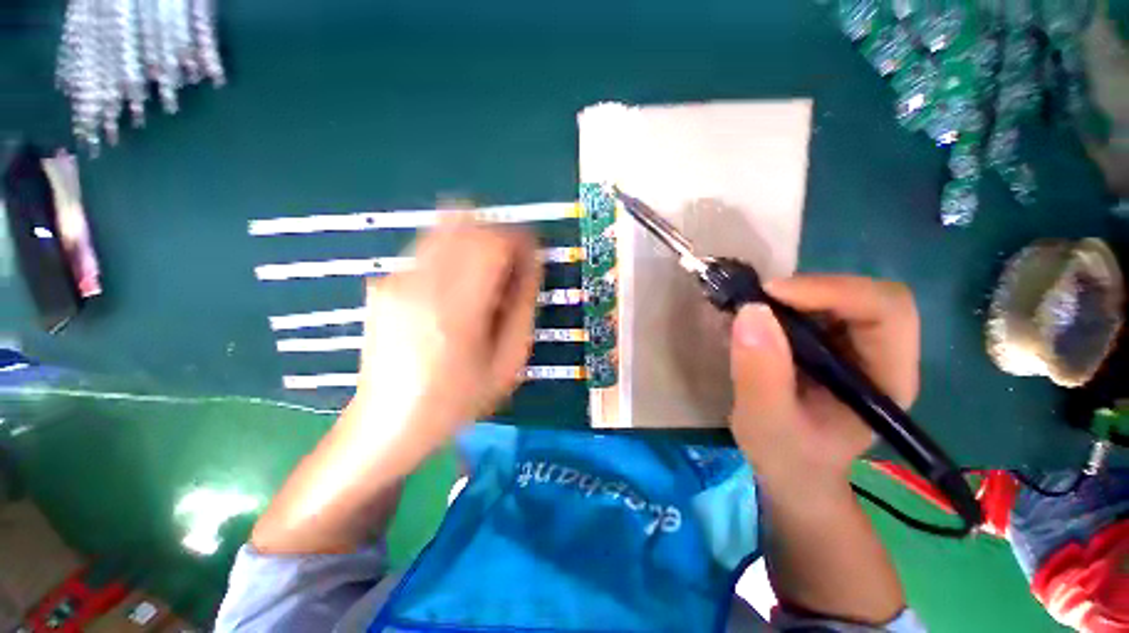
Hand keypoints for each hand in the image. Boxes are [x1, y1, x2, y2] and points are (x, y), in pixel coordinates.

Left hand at [352, 219, 541, 454]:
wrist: (386, 424)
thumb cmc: (456, 401)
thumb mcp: (508, 362)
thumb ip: (524, 307)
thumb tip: (531, 265)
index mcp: (456, 308)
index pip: (494, 241)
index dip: (520, 241)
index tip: (533, 257)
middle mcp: (420, 283)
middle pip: (467, 223)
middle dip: (498, 236)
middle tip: (512, 267)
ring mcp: (396, 280)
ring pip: (445, 228)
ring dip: (475, 242)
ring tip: (485, 279)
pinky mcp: (384, 283)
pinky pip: (429, 249)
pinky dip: (454, 255)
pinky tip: (457, 291)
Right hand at [728, 275, 918, 494]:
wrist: (792, 470)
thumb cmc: (786, 456)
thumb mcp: (765, 422)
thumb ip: (760, 374)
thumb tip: (751, 311)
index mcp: (886, 379)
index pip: (886, 311)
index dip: (834, 291)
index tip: (771, 295)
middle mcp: (882, 355)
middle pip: (865, 295)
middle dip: (809, 290)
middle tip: (758, 301)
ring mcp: (857, 348)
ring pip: (838, 296)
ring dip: (793, 295)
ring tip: (752, 312)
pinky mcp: (831, 344)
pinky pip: (814, 307)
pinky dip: (783, 304)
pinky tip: (758, 322)